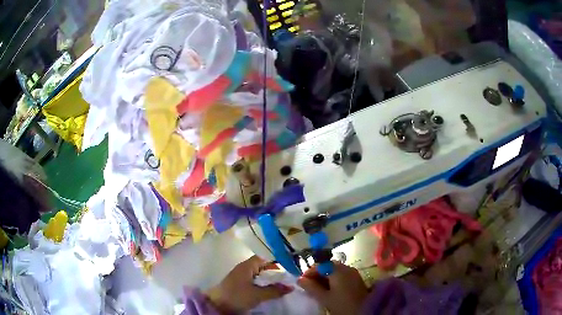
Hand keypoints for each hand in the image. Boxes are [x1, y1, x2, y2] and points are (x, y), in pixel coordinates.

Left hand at [206, 255, 293, 313]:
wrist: (217, 305)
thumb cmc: (237, 296)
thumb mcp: (257, 295)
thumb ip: (274, 291)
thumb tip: (291, 287)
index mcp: (247, 266)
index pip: (265, 257)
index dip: (277, 260)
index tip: (290, 265)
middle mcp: (244, 268)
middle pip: (262, 265)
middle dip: (275, 270)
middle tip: (289, 275)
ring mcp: (241, 276)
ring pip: (259, 273)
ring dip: (269, 278)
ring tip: (283, 283)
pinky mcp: (239, 284)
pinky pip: (255, 280)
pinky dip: (263, 283)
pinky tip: (270, 289)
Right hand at [297, 261, 368, 314]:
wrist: (364, 310)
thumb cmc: (342, 304)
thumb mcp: (324, 298)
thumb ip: (311, 287)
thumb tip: (300, 279)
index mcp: (337, 270)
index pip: (319, 265)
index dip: (309, 272)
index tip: (302, 282)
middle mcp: (346, 267)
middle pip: (327, 267)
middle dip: (317, 275)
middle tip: (308, 287)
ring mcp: (352, 273)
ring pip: (334, 271)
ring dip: (324, 278)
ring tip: (317, 290)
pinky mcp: (356, 279)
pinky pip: (341, 275)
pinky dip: (333, 280)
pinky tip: (329, 290)